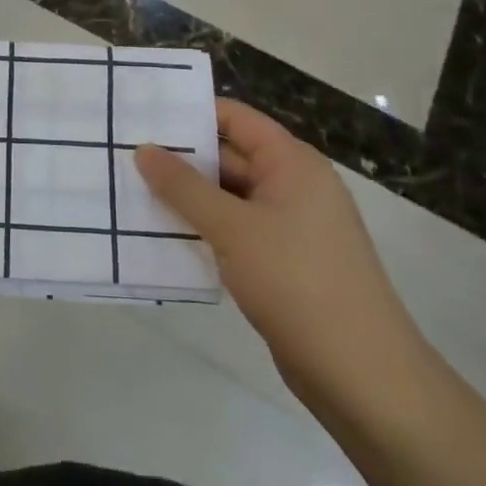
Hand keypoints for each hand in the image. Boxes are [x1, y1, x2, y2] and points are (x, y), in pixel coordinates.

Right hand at [134, 100, 425, 412]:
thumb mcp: (232, 228)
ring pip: (228, 197)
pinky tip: (162, 234)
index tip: (143, 114)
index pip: (235, 118)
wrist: (361, 373)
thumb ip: (184, 186)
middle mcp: (293, 185)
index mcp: (291, 163)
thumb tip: (143, 149)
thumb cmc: (297, 282)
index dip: (191, 112)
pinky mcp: (282, 262)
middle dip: (180, 158)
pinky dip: (203, 228)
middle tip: (124, 155)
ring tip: (130, 191)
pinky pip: (235, 230)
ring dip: (187, 197)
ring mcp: (289, 226)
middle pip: (229, 156)